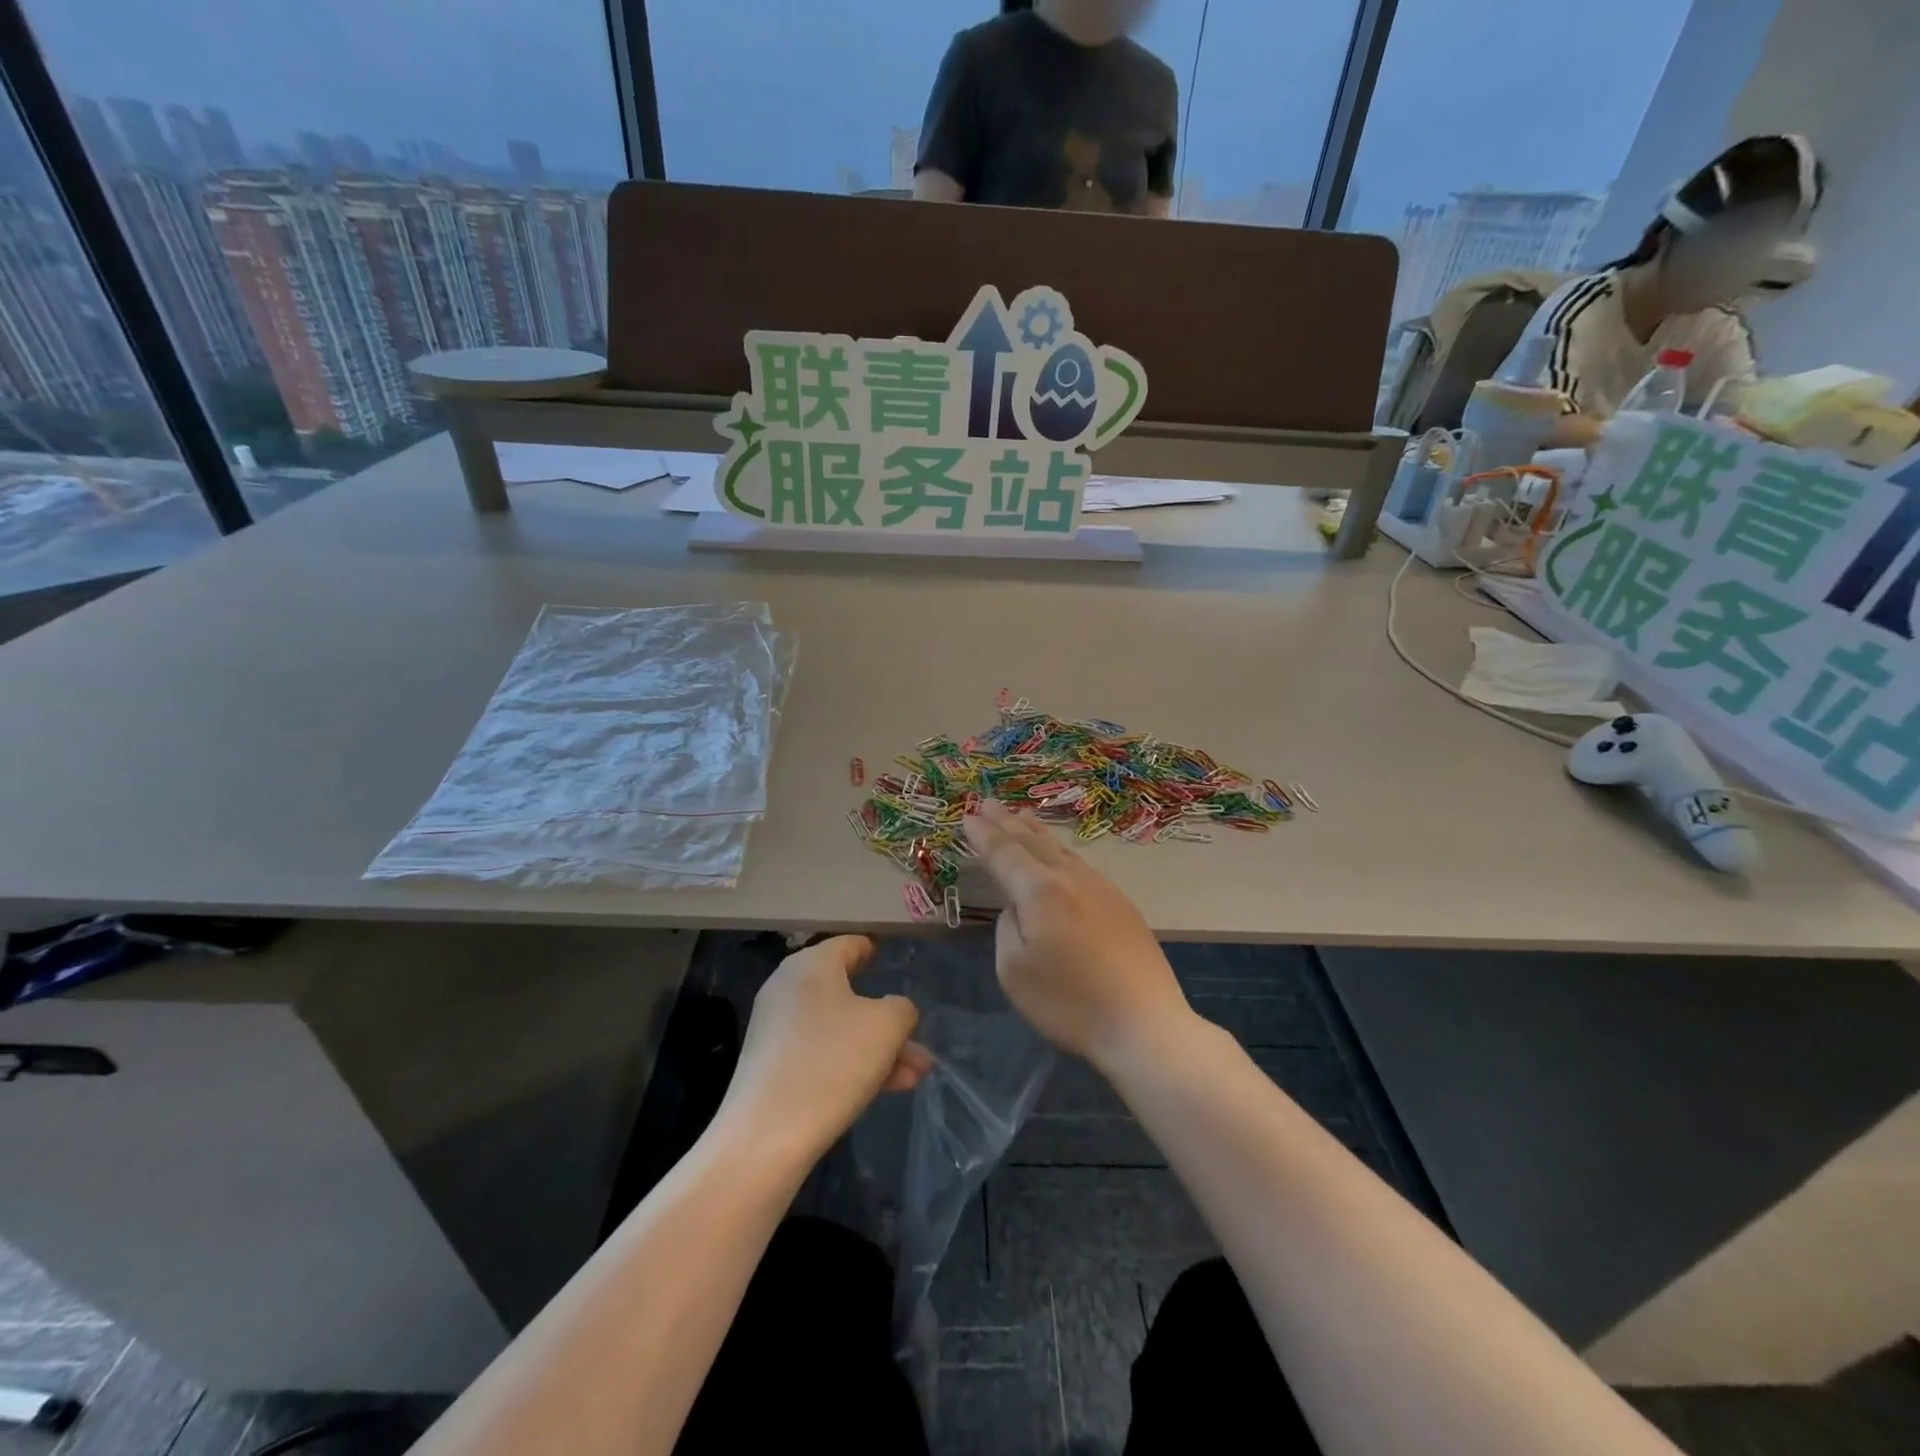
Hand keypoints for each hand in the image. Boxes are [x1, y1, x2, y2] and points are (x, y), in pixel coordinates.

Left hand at [717, 936, 931, 1166]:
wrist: (766, 1137)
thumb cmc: (832, 1063)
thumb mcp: (886, 1027)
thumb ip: (902, 1009)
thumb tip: (895, 1010)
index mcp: (811, 964)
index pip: (849, 944)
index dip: (874, 950)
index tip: (892, 960)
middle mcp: (788, 987)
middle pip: (848, 992)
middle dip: (887, 1019)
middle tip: (917, 1040)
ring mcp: (776, 1028)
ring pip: (839, 1028)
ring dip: (877, 1048)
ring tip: (915, 1075)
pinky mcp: (771, 1064)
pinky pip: (820, 1052)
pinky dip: (851, 1063)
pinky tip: (884, 1090)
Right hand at [963, 802, 1191, 1067]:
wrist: (1144, 1024)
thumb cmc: (1070, 1003)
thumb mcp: (1014, 971)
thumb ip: (1008, 928)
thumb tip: (1019, 909)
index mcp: (1040, 891)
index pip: (1004, 853)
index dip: (983, 835)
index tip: (967, 816)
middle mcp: (1071, 878)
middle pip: (1033, 842)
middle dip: (1007, 822)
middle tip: (988, 802)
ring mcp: (1102, 888)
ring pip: (1061, 850)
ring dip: (1036, 832)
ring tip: (1022, 816)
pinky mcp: (1122, 905)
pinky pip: (1080, 865)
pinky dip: (1059, 852)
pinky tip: (1060, 857)